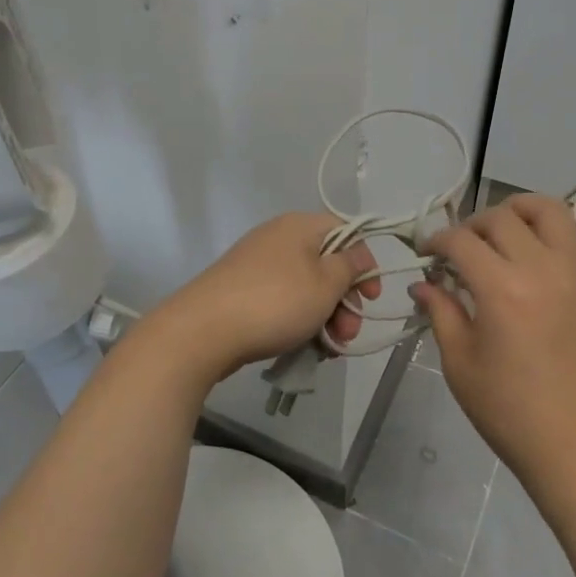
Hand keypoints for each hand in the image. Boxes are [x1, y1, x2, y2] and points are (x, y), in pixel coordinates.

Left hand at [155, 213, 379, 379]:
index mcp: (299, 226)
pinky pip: (282, 301)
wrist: (203, 330)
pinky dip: (298, 321)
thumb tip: (358, 254)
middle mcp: (278, 238)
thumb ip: (349, 267)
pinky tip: (304, 348)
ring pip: (305, 288)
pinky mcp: (242, 291)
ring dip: (324, 317)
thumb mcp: (325, 284)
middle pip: (326, 264)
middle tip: (349, 334)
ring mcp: (257, 265)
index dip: (364, 263)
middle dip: (344, 302)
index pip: (345, 232)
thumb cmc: (275, 302)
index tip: (372, 297)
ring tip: (328, 350)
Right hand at [412, 194, 575, 494]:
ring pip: (551, 212)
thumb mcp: (459, 363)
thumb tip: (422, 284)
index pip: (460, 241)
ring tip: (507, 226)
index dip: (436, 241)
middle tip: (461, 251)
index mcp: (500, 289)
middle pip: (502, 218)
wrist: (574, 446)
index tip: (426, 255)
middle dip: (472, 226)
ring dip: (522, 208)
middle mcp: (541, 269)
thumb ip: (441, 312)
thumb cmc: (507, 410)